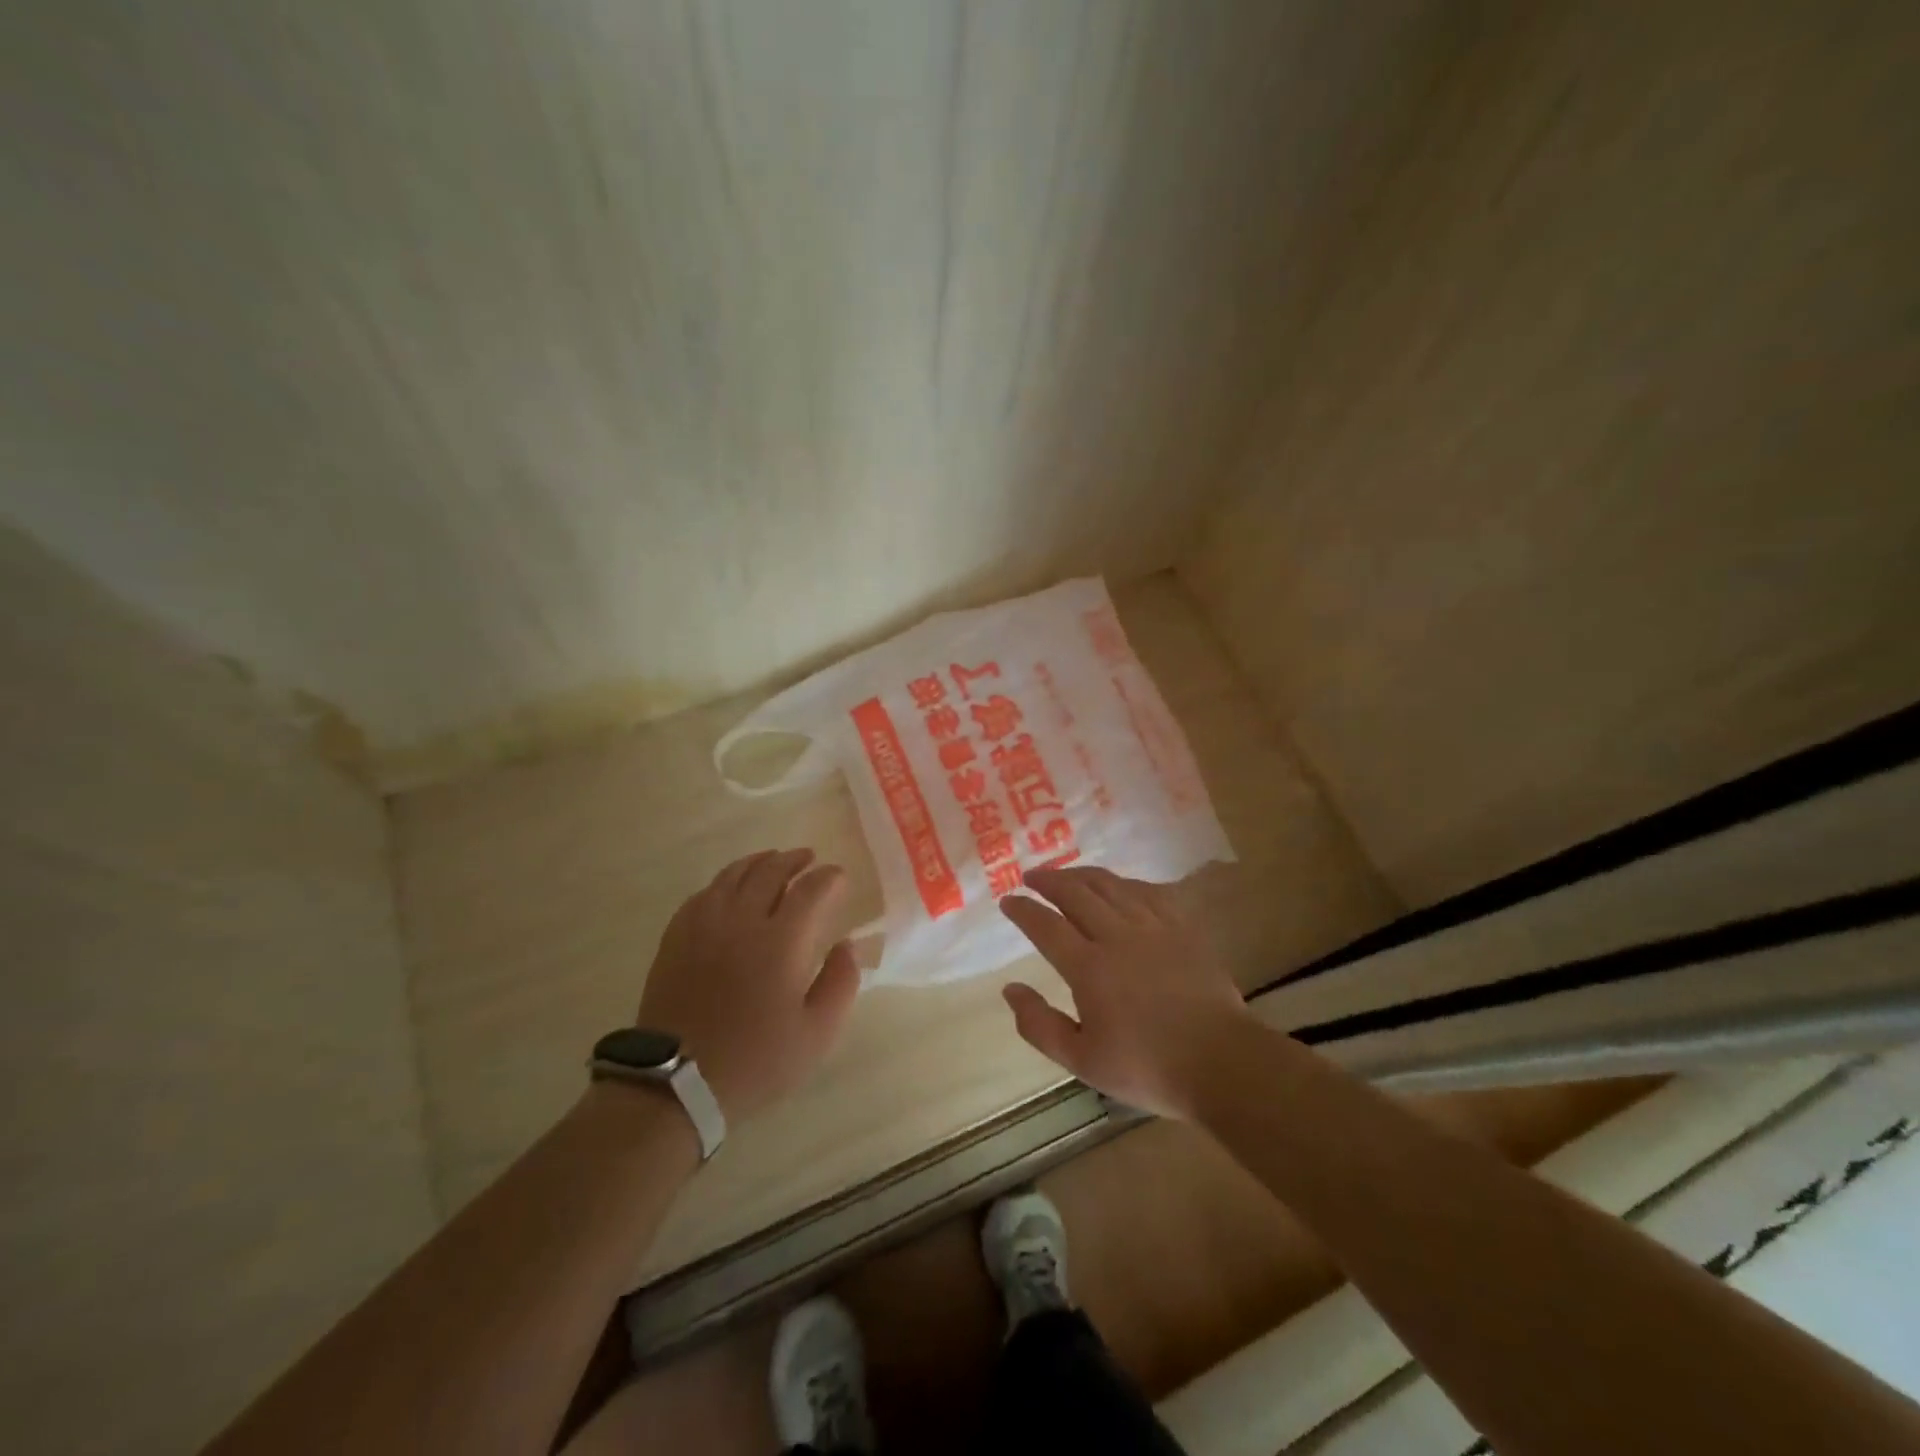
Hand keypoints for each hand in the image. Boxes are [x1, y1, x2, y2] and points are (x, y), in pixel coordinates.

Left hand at [637, 848, 861, 1122]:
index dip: (829, 878)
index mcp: (781, 941)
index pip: (811, 889)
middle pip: (771, 871)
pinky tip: (730, 888)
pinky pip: (703, 893)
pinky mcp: (676, 937)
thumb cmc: (756, 1060)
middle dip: (795, 860)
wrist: (676, 1083)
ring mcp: (704, 925)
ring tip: (773, 860)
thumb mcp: (817, 1034)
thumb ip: (841, 982)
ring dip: (759, 862)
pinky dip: (724, 882)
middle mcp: (742, 920)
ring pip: (734, 875)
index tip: (840, 877)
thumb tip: (849, 945)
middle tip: (809, 859)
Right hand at [999, 866, 1253, 1118]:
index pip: (1046, 926)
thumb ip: (1039, 1025)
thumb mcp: (1082, 1061)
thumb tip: (1010, 989)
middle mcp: (1117, 936)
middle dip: (1049, 880)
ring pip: (1111, 886)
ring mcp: (1153, 927)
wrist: (1221, 1063)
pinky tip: (1120, 886)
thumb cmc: (1148, 1068)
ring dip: (1082, 875)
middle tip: (1032, 876)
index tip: (1008, 901)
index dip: (1023, 910)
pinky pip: (1149, 892)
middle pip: (1076, 893)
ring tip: (1067, 874)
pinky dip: (1126, 883)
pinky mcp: (1183, 928)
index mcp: (1089, 968)